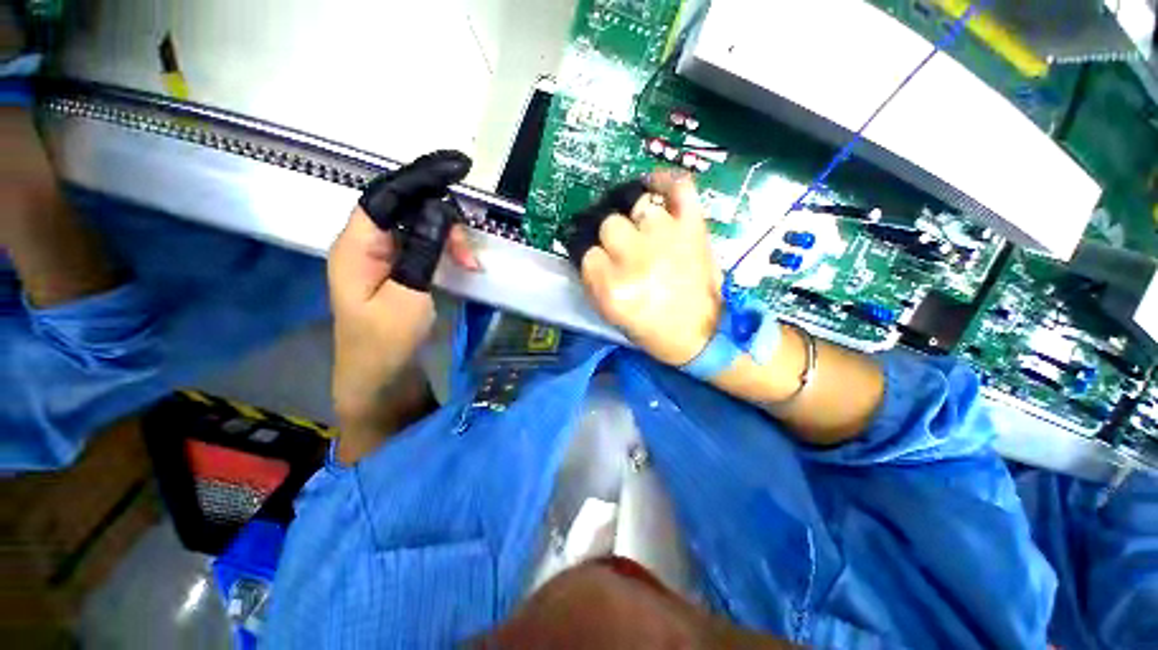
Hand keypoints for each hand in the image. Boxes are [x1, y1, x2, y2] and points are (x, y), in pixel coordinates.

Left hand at [328, 153, 477, 439]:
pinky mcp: (399, 270)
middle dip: (443, 220)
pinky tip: (462, 265)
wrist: (378, 380)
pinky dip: (446, 251)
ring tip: (470, 264)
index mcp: (356, 247)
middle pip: (406, 208)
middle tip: (469, 253)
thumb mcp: (408, 299)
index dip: (420, 177)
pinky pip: (424, 245)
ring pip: (420, 226)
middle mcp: (366, 244)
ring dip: (449, 239)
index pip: (386, 195)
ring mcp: (383, 258)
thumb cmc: (385, 345)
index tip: (457, 167)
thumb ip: (421, 252)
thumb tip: (438, 211)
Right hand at [577, 171, 722, 365]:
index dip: (590, 254)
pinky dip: (666, 180)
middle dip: (610, 236)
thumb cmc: (652, 331)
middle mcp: (637, 258)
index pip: (586, 252)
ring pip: (637, 206)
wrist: (701, 336)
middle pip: (609, 224)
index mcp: (613, 287)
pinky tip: (653, 185)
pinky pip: (679, 188)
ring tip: (639, 228)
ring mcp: (667, 238)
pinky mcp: (693, 229)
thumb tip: (589, 252)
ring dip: (635, 218)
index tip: (596, 257)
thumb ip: (595, 281)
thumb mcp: (612, 314)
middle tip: (621, 247)